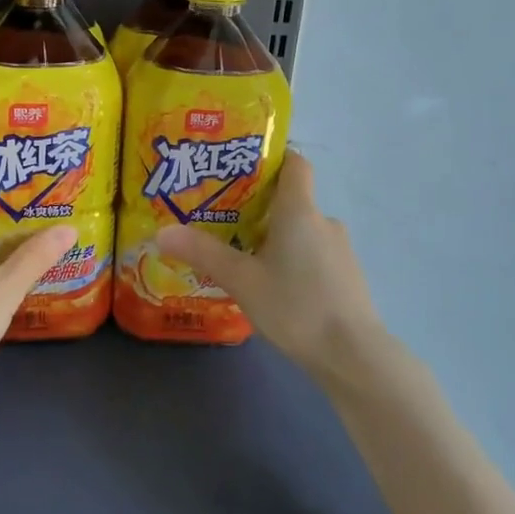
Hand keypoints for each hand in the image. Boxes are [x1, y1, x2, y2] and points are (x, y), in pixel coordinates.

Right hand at [154, 151, 386, 380]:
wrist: (353, 355)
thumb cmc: (296, 306)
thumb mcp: (242, 280)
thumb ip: (203, 253)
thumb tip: (161, 232)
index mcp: (300, 210)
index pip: (294, 163)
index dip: (270, 158)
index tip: (239, 168)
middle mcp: (324, 221)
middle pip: (290, 199)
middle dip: (257, 206)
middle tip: (221, 219)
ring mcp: (339, 250)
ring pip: (300, 231)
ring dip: (273, 238)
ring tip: (240, 256)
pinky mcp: (345, 277)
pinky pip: (312, 255)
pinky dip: (291, 260)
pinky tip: (271, 286)